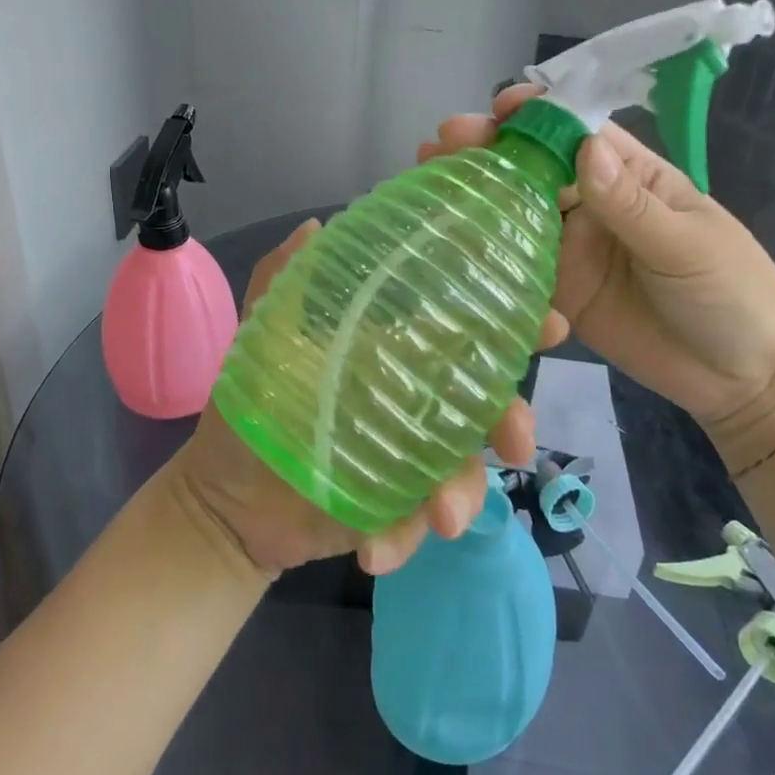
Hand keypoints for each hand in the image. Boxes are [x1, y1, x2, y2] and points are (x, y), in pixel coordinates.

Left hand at [174, 219, 559, 577]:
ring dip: (464, 493)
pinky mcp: (393, 511)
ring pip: (465, 473)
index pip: (468, 332)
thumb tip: (314, 225)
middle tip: (515, 441)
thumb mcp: (265, 333)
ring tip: (439, 515)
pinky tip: (374, 549)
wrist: (227, 495)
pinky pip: (416, 525)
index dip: (515, 325)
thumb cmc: (254, 404)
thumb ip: (283, 278)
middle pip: (487, 407)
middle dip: (514, 420)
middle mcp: (417, 404)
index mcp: (397, 356)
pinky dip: (402, 538)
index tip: (548, 323)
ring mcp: (410, 461)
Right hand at [418, 87, 774, 472]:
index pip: (574, 131)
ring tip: (429, 183)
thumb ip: (631, 205)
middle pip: (532, 169)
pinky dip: (487, 256)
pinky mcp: (560, 294)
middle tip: (442, 145)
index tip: (499, 108)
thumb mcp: (688, 245)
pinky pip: (519, 270)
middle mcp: (591, 205)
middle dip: (488, 151)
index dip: (536, 114)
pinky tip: (448, 247)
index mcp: (627, 175)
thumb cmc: (733, 293)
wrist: (746, 379)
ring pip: (515, 215)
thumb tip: (584, 149)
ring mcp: (572, 249)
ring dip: (476, 198)